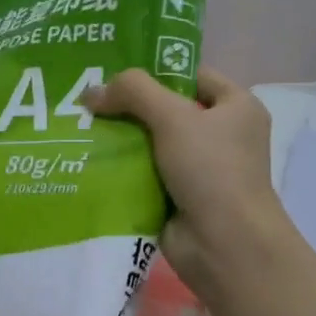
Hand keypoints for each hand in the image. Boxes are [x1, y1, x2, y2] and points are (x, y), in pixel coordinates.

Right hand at [82, 67, 290, 297]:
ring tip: (80, 127)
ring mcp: (200, 169)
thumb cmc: (211, 170)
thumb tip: (91, 92)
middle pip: (168, 109)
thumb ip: (133, 92)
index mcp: (236, 107)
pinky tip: (89, 159)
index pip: (192, 75)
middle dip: (130, 106)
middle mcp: (222, 135)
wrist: (224, 245)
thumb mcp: (174, 117)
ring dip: (121, 138)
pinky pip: (145, 174)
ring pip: (152, 143)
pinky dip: (122, 169)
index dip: (156, 70)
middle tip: (87, 100)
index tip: (114, 72)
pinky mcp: (179, 197)